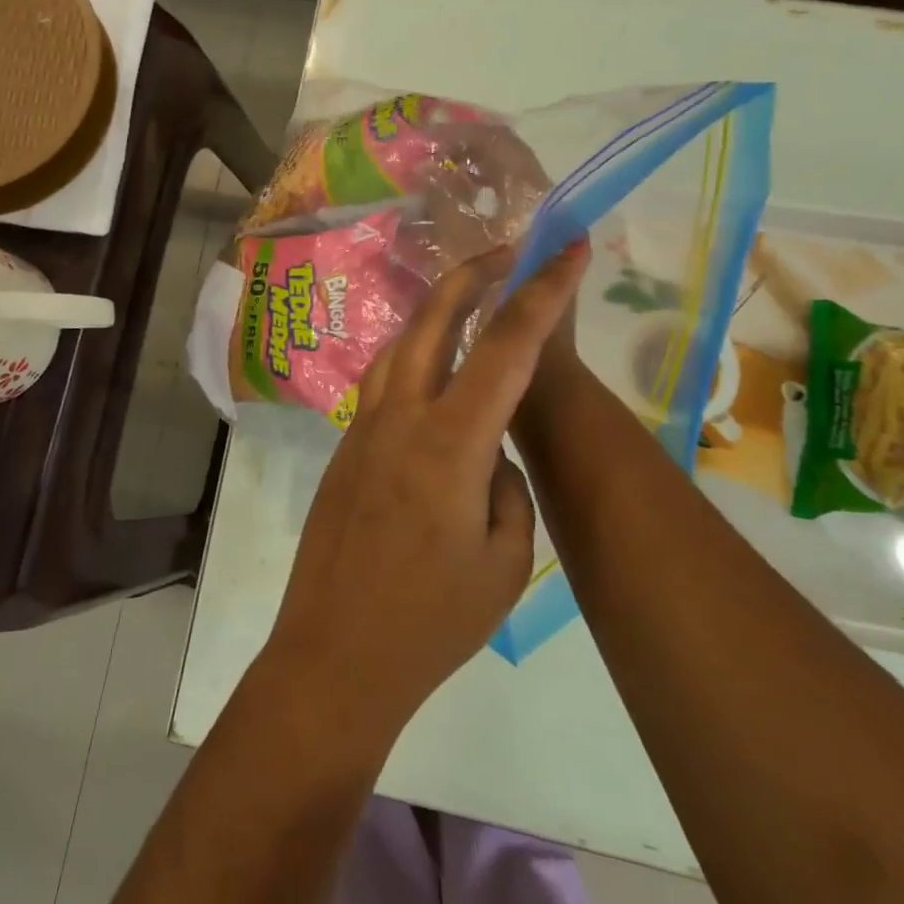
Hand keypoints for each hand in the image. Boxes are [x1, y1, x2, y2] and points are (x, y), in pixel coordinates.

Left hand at [256, 240, 590, 753]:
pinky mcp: (345, 449)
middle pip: (433, 319)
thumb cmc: (431, 621)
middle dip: (473, 274)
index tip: (569, 249)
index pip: (505, 346)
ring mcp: (363, 429)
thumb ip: (506, 488)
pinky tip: (435, 373)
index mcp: (449, 442)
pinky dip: (415, 356)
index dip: (542, 290)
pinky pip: (385, 383)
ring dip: (437, 311)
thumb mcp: (506, 562)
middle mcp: (399, 417)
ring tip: (473, 299)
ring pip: (400, 344)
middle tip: (510, 250)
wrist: (335, 654)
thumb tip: (487, 454)